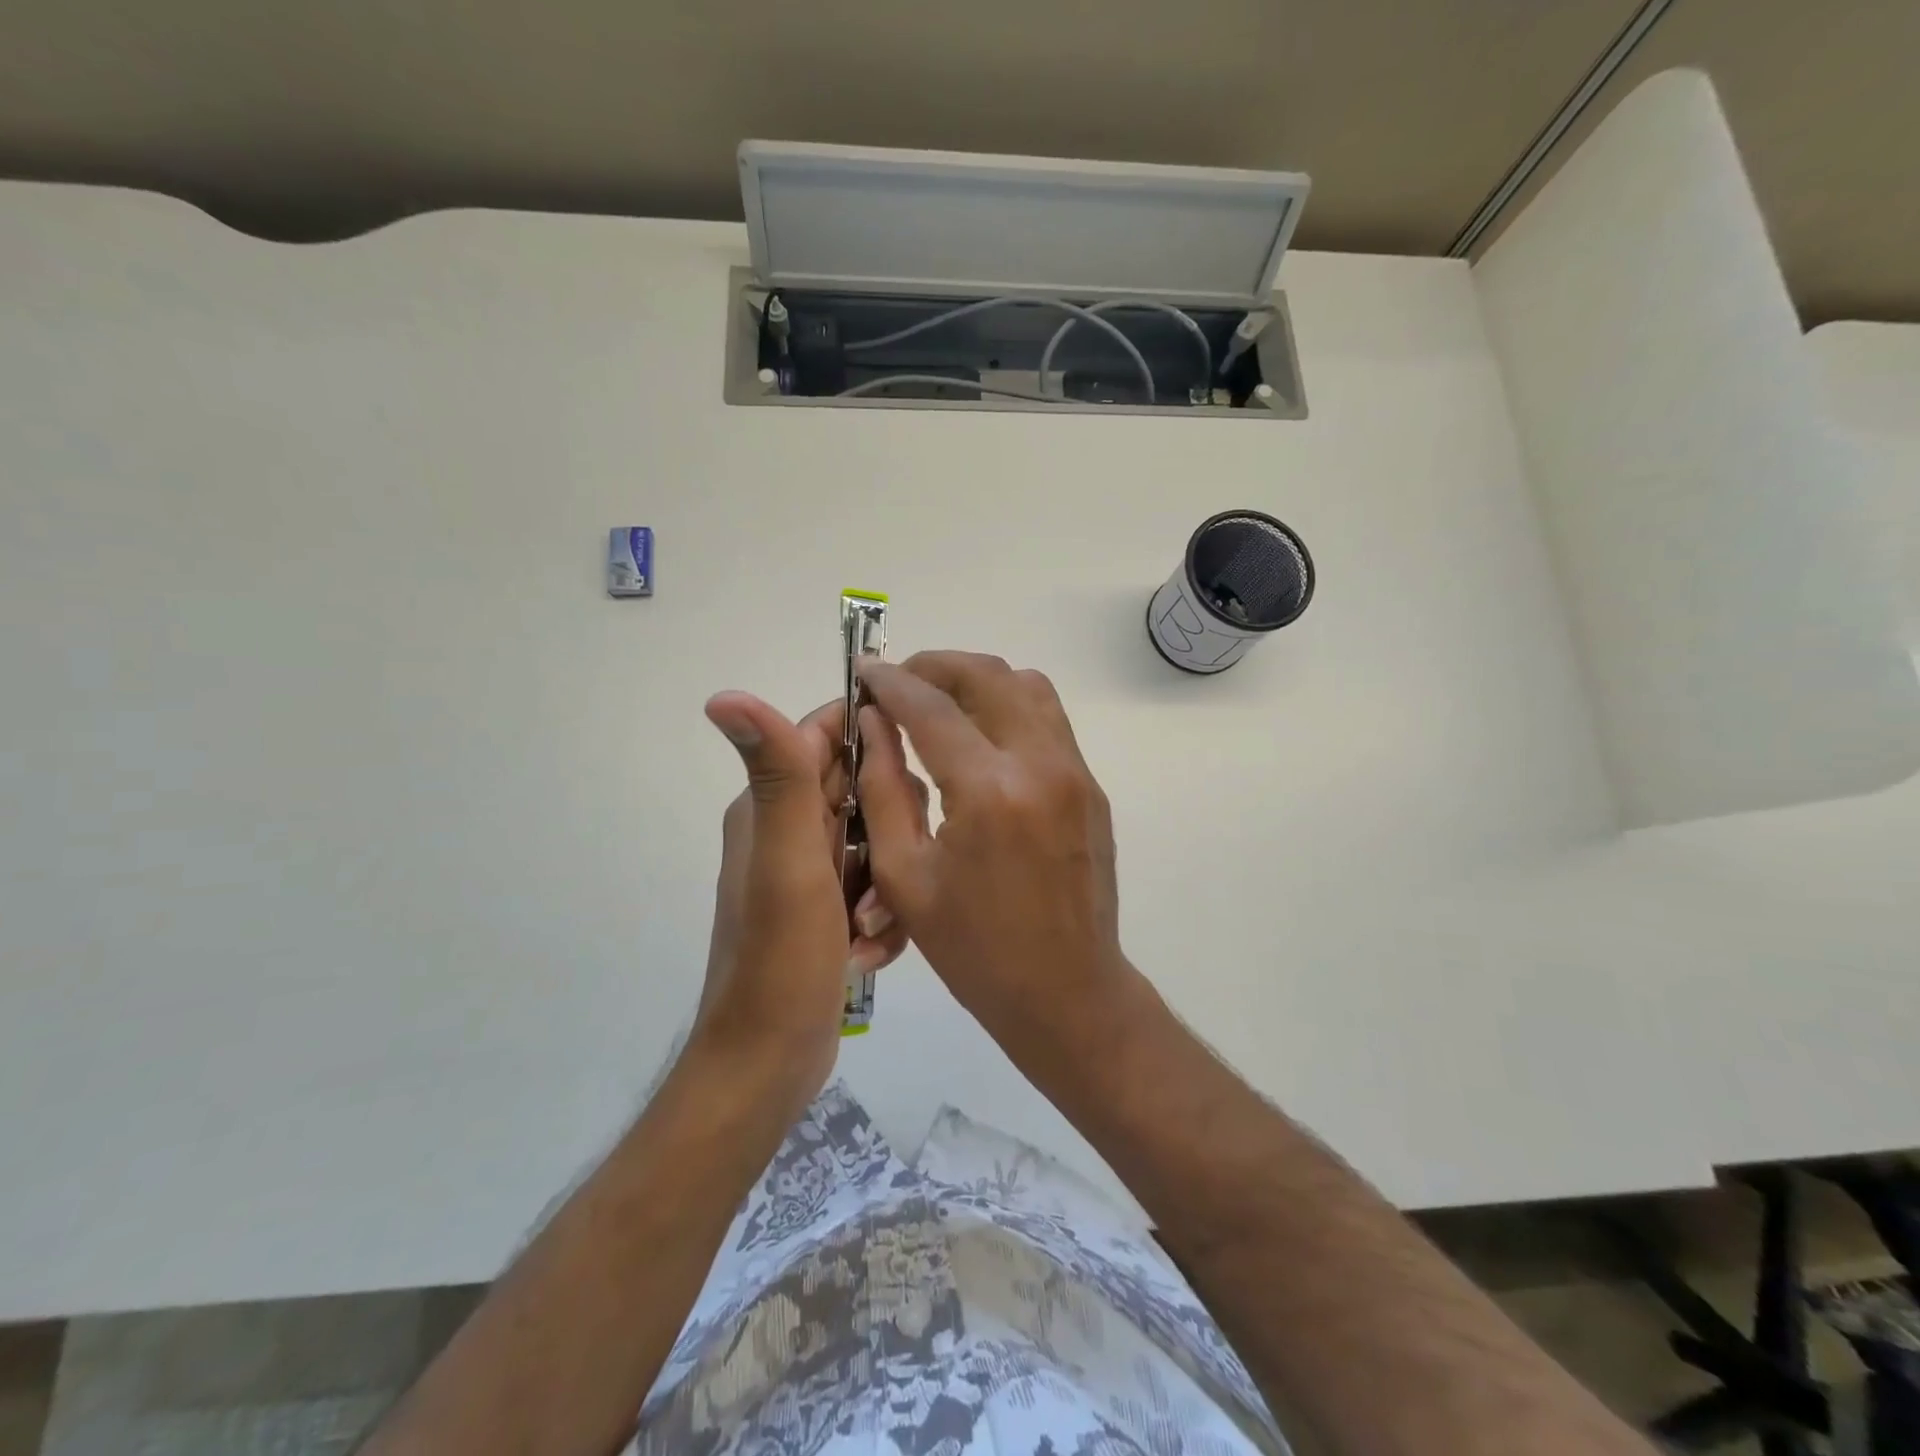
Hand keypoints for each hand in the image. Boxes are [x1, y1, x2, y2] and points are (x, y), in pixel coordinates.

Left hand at [694, 693, 906, 1108]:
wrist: (768, 1062)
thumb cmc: (781, 959)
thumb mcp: (789, 860)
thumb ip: (779, 776)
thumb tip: (723, 695)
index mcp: (770, 806)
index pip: (826, 734)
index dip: (874, 734)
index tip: (922, 750)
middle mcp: (787, 829)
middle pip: (862, 787)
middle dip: (893, 823)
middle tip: (897, 867)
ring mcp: (809, 871)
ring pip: (878, 838)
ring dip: (888, 878)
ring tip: (873, 925)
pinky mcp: (827, 908)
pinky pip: (874, 884)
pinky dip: (880, 912)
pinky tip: (868, 950)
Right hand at [854, 652, 1126, 1035]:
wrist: (1066, 991)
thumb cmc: (974, 948)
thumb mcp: (905, 875)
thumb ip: (882, 787)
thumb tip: (872, 722)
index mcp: (988, 792)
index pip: (930, 706)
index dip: (891, 682)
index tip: (865, 670)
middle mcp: (1040, 765)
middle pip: (987, 675)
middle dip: (935, 666)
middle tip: (899, 683)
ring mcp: (1075, 772)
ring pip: (1027, 685)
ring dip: (977, 680)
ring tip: (938, 703)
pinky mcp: (1091, 785)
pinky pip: (1047, 718)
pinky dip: (1007, 706)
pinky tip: (978, 738)